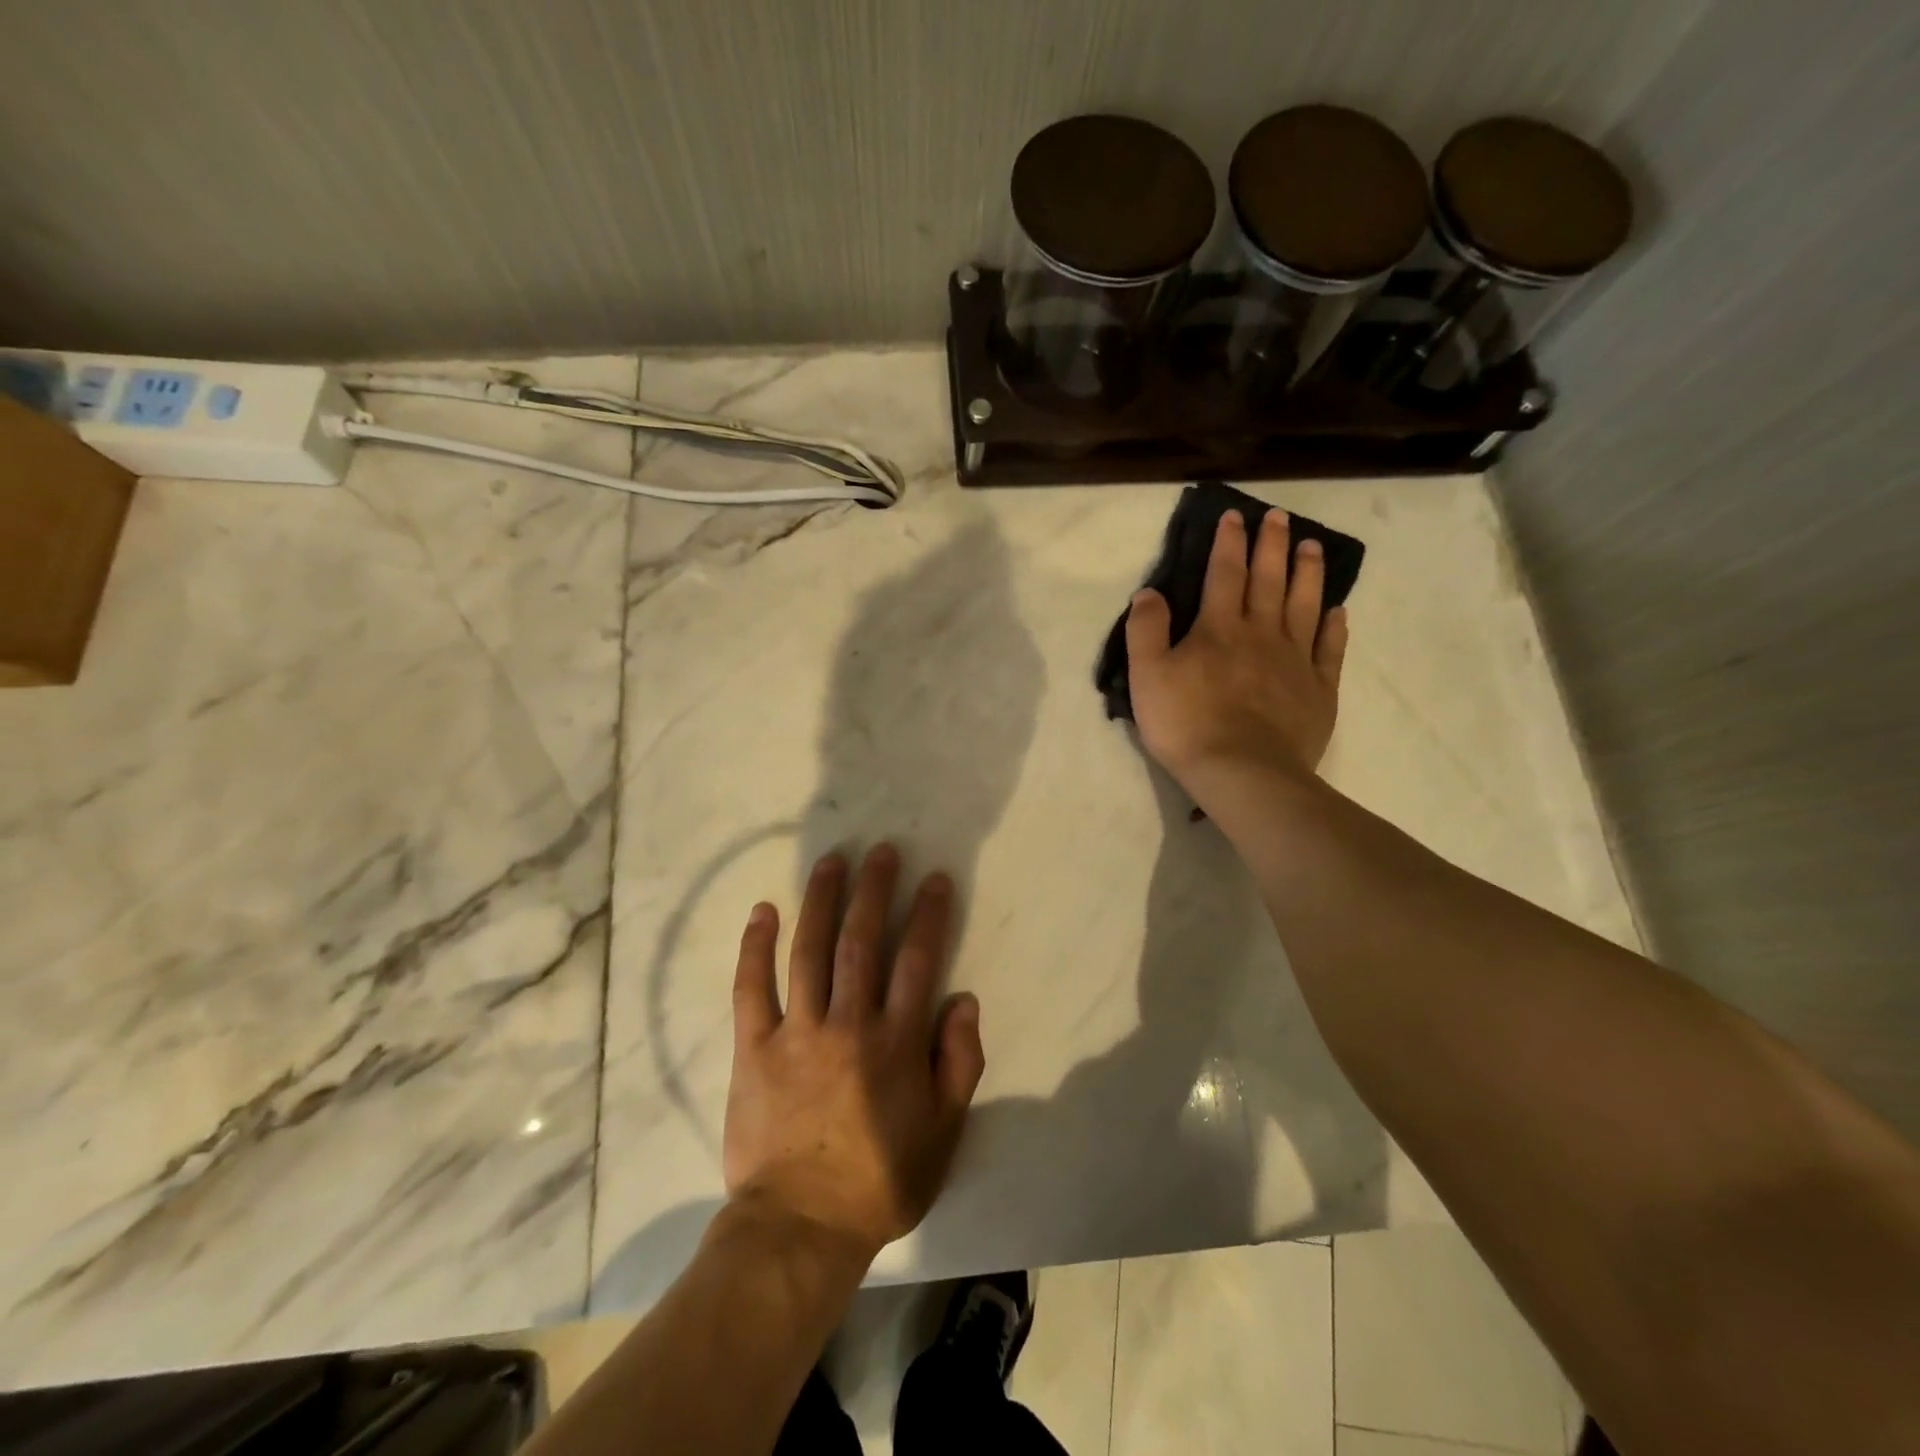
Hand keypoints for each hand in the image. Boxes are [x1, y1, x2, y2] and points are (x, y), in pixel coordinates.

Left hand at [724, 844, 985, 1255]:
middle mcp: (849, 1024)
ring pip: (810, 951)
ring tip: (831, 861)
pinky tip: (763, 910)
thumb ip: (959, 1063)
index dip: (927, 914)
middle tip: (881, 851)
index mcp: (896, 1042)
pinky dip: (756, 947)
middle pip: (862, 941)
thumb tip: (964, 999)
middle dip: (874, 891)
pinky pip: (752, 988)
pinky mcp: (755, 1047)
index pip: (917, 960)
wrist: (800, 1227)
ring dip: (821, 901)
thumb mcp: (944, 1133)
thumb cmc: (880, 1180)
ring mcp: (798, 1032)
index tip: (933, 878)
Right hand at [1126, 509, 1348, 794]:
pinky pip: (1330, 649)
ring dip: (1309, 573)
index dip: (1229, 542)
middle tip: (1280, 517)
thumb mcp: (1147, 676)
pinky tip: (1338, 611)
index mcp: (1219, 628)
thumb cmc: (1187, 724)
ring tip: (1313, 546)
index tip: (1235, 516)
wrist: (1243, 772)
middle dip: (1273, 545)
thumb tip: (1148, 592)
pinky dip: (1334, 626)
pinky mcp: (1319, 689)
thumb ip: (1146, 630)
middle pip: (1270, 580)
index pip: (1224, 573)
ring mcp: (1295, 660)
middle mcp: (1262, 633)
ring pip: (1305, 605)